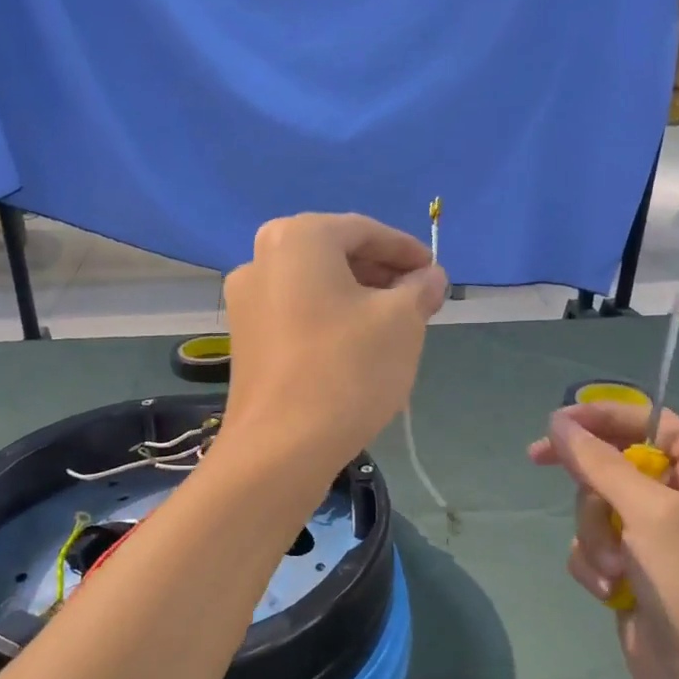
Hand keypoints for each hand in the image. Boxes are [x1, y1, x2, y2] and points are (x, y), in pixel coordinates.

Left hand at [219, 213, 446, 475]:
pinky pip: (296, 313)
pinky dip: (330, 319)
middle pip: (335, 255)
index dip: (406, 251)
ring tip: (394, 326)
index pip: (365, 231)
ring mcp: (245, 300)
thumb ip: (420, 289)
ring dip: (357, 298)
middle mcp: (262, 258)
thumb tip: (430, 277)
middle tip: (418, 300)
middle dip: (381, 275)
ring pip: (315, 286)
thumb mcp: (402, 322)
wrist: (281, 447)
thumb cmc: (347, 368)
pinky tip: (357, 347)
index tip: (434, 273)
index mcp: (298, 238)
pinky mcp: (244, 338)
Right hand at [529, 402, 678, 678]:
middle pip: (611, 466)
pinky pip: (592, 546)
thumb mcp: (649, 513)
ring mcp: (655, 538)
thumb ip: (598, 463)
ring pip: (594, 509)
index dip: (603, 418)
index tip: (555, 425)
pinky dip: (594, 565)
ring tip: (615, 571)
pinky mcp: (632, 571)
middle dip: (594, 497)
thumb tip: (557, 422)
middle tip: (586, 507)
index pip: (649, 423)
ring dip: (594, 538)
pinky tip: (611, 592)